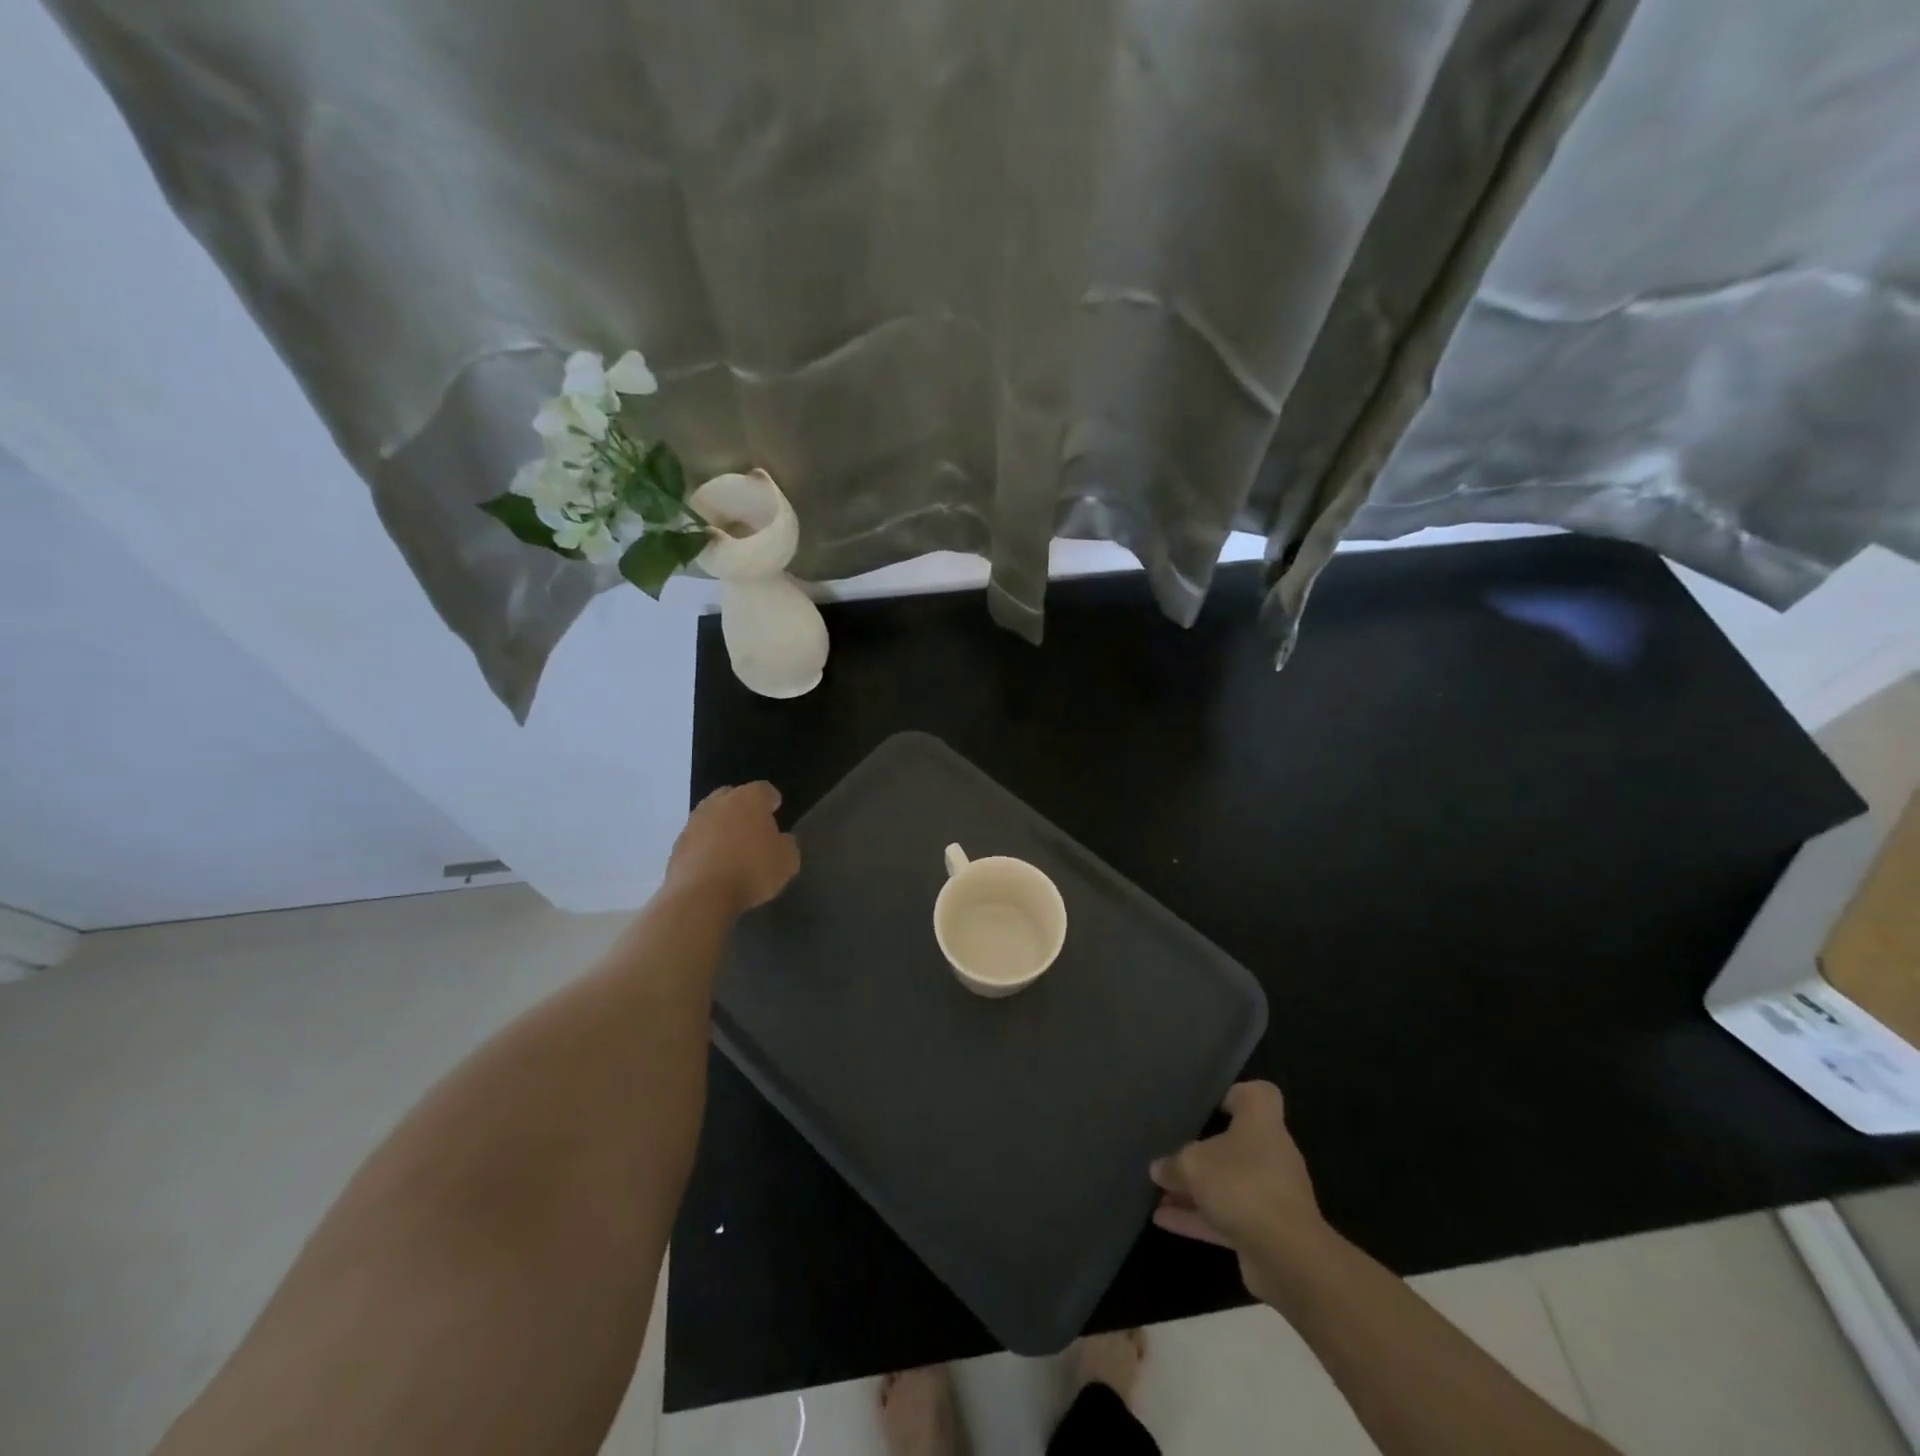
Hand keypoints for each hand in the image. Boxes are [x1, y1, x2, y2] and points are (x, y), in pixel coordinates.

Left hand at [665, 782, 799, 914]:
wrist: (701, 895)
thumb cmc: (752, 870)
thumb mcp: (787, 861)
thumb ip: (786, 844)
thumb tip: (780, 840)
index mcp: (749, 798)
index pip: (764, 790)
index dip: (771, 801)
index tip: (776, 812)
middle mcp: (719, 802)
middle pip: (732, 796)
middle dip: (742, 808)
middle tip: (752, 828)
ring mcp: (694, 822)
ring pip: (711, 817)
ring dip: (721, 827)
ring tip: (731, 849)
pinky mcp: (677, 845)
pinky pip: (697, 840)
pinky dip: (705, 847)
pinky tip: (714, 866)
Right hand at [1150, 1081, 1329, 1305]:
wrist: (1287, 1257)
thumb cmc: (1242, 1185)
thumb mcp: (1194, 1164)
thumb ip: (1174, 1164)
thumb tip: (1159, 1169)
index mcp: (1262, 1123)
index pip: (1258, 1094)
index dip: (1233, 1094)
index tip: (1206, 1104)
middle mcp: (1270, 1154)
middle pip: (1236, 1142)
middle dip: (1203, 1148)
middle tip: (1170, 1147)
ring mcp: (1268, 1194)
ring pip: (1226, 1182)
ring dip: (1194, 1187)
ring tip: (1157, 1187)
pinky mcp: (1263, 1230)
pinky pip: (1224, 1216)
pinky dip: (1196, 1217)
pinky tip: (1161, 1219)